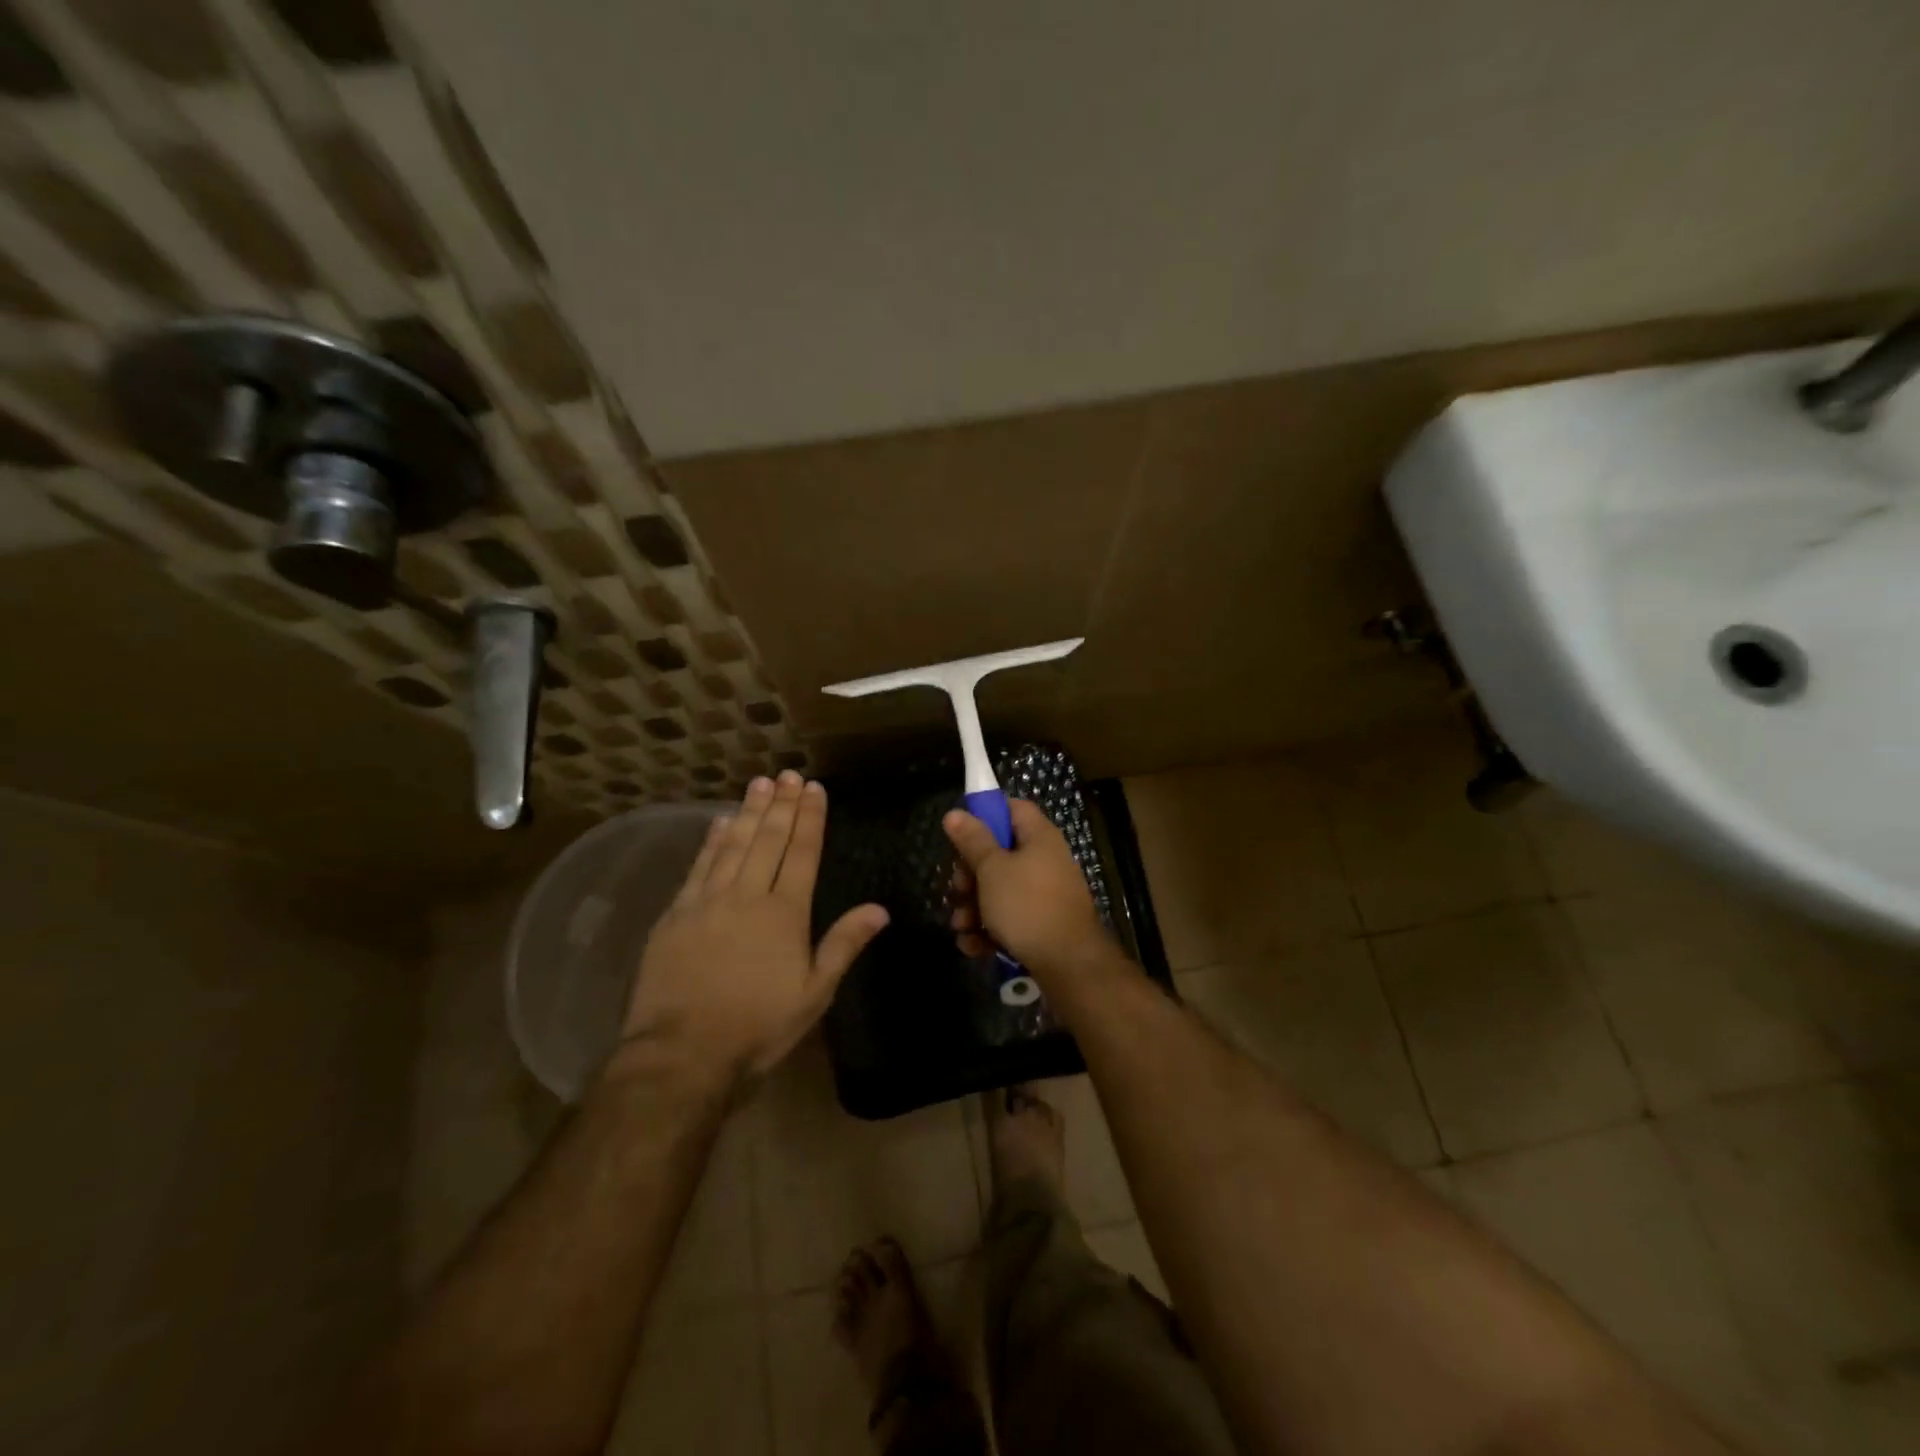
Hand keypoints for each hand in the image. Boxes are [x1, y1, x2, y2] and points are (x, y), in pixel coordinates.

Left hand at [620, 772, 887, 1087]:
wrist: (682, 1053)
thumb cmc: (757, 1026)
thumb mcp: (813, 994)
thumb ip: (844, 945)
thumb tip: (880, 909)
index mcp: (785, 913)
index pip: (802, 853)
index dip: (810, 819)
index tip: (814, 789)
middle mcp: (747, 895)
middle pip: (768, 840)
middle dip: (781, 805)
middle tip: (788, 774)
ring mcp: (707, 901)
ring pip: (732, 844)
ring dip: (747, 812)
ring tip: (759, 783)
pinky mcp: (676, 914)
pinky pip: (698, 866)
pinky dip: (710, 841)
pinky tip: (718, 822)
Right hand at [943, 798, 1109, 976]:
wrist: (1068, 965)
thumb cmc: (1027, 906)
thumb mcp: (992, 869)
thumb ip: (972, 840)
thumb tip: (955, 812)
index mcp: (1039, 837)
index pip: (1013, 808)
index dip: (986, 815)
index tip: (961, 834)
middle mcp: (1045, 861)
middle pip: (999, 854)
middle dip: (970, 874)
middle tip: (957, 889)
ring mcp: (1045, 895)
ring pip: (999, 891)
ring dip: (973, 907)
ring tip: (961, 925)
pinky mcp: (1042, 925)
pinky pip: (1009, 919)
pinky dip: (989, 930)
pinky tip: (973, 946)